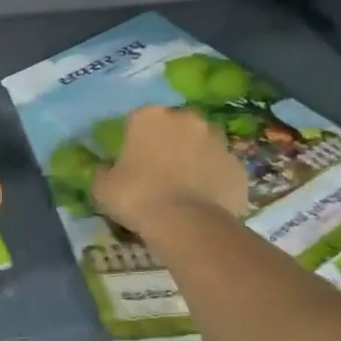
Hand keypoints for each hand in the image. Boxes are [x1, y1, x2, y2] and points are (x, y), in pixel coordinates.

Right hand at [92, 106, 248, 233]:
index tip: (131, 161)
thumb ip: (104, 171)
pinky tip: (202, 200)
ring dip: (194, 158)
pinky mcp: (238, 165)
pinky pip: (220, 168)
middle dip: (169, 142)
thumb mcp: (103, 187)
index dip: (134, 141)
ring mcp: (218, 140)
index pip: (138, 121)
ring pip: (202, 144)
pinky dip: (213, 178)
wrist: (187, 224)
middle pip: (175, 127)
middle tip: (158, 171)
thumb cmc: (137, 197)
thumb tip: (106, 169)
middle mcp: (187, 119)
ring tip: (183, 186)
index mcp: (150, 117)